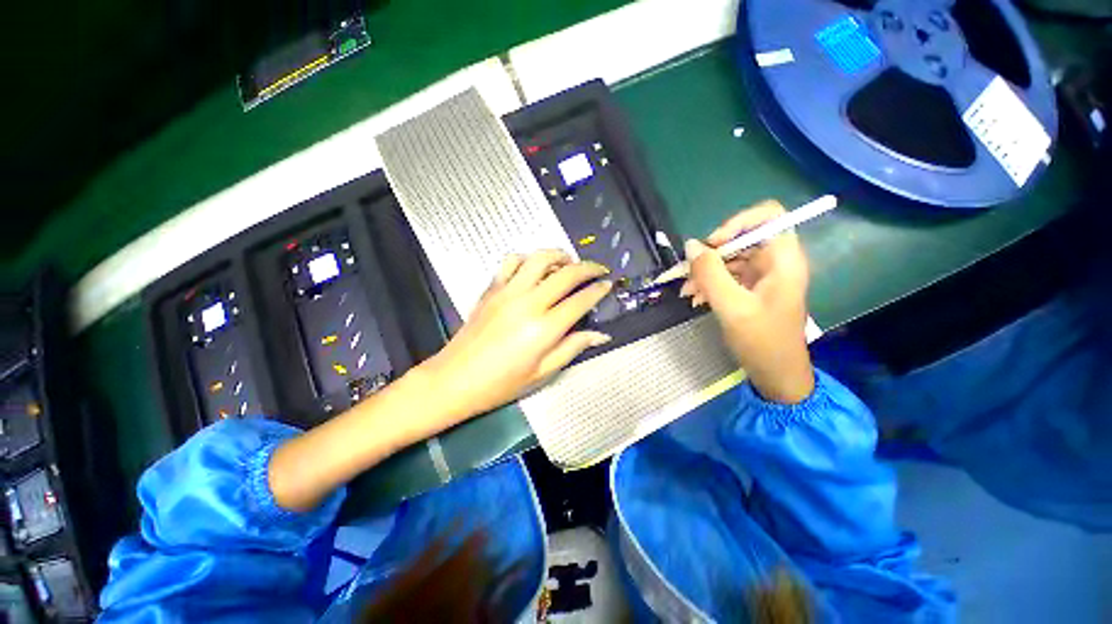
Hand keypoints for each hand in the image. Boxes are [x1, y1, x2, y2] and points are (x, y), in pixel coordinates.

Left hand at [423, 250, 612, 418]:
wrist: (455, 379)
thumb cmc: (501, 384)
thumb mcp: (543, 373)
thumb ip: (573, 348)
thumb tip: (601, 335)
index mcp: (544, 328)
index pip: (580, 300)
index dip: (598, 290)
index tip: (609, 284)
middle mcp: (528, 303)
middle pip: (565, 274)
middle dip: (588, 267)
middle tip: (599, 269)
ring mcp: (507, 292)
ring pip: (539, 258)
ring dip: (559, 255)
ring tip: (569, 262)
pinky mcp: (491, 289)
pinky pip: (511, 261)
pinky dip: (527, 258)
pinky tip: (534, 267)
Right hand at [681, 201, 814, 403]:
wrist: (775, 374)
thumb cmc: (761, 341)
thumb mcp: (731, 306)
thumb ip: (710, 274)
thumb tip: (691, 246)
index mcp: (782, 260)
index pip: (768, 216)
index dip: (737, 222)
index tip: (713, 244)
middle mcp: (775, 262)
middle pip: (742, 238)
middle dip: (712, 254)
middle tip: (689, 272)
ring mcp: (762, 276)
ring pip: (730, 258)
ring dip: (706, 272)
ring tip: (687, 291)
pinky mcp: (751, 289)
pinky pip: (727, 276)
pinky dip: (710, 284)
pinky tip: (696, 298)